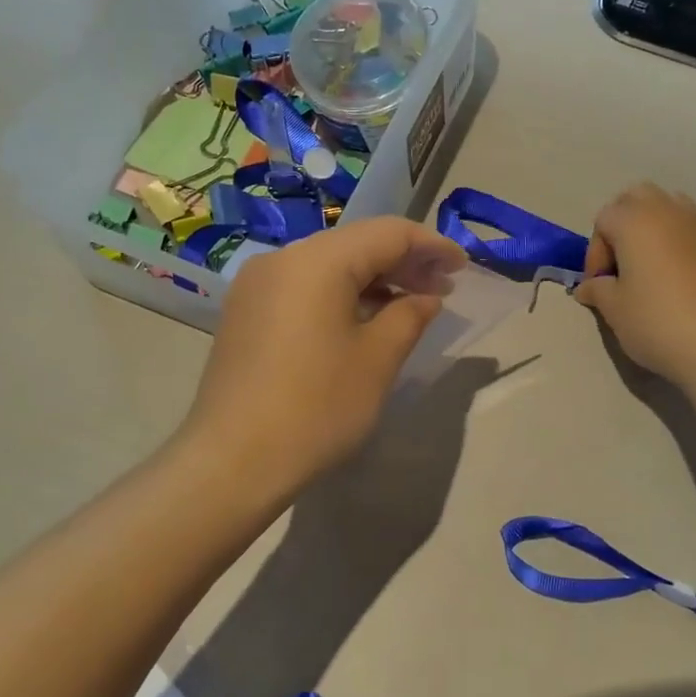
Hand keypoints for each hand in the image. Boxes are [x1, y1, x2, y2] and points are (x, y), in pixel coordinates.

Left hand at [183, 218, 465, 504]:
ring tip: (410, 304)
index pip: (387, 233)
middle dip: (403, 261)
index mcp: (317, 261)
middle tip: (442, 288)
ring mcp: (257, 285)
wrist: (232, 462)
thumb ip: (409, 315)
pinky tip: (364, 318)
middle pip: (355, 244)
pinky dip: (341, 294)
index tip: (462, 267)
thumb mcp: (377, 360)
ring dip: (373, 278)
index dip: (431, 245)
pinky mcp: (246, 312)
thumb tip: (425, 297)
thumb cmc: (316, 408)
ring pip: (329, 264)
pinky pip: (304, 286)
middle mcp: (282, 259)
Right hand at [575, 184, 695, 388]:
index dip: (594, 252)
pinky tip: (675, 278)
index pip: (603, 219)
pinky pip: (690, 228)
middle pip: (637, 197)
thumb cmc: (657, 321)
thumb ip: (597, 290)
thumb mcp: (614, 309)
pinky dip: (676, 241)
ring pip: (668, 206)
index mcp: (635, 221)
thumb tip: (588, 287)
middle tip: (619, 263)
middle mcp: (667, 212)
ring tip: (647, 265)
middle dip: (622, 223)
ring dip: (651, 226)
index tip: (598, 285)